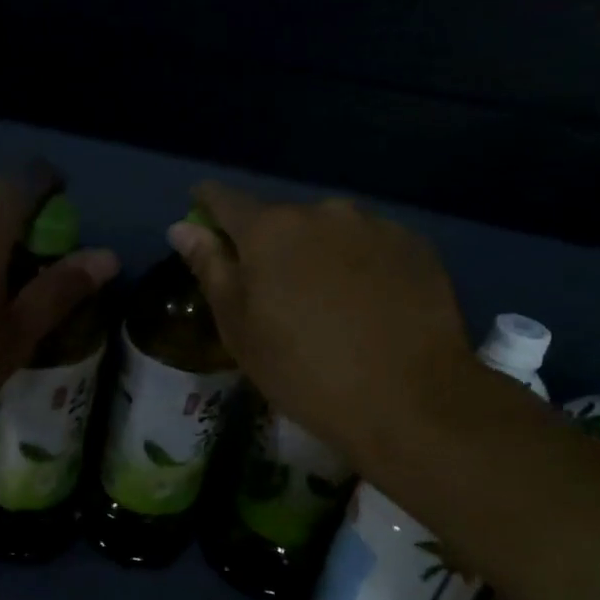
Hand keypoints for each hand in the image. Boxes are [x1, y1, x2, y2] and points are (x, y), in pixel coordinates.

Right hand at [168, 182, 472, 468]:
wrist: (409, 399)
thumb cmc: (302, 369)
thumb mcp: (238, 327)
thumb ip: (210, 268)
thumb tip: (183, 227)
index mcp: (269, 229)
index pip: (224, 199)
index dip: (207, 206)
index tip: (201, 217)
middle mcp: (322, 212)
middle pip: (280, 218)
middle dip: (268, 244)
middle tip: (271, 289)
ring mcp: (374, 225)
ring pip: (328, 231)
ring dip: (316, 253)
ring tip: (324, 300)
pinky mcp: (416, 246)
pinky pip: (370, 245)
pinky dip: (358, 264)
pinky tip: (366, 304)